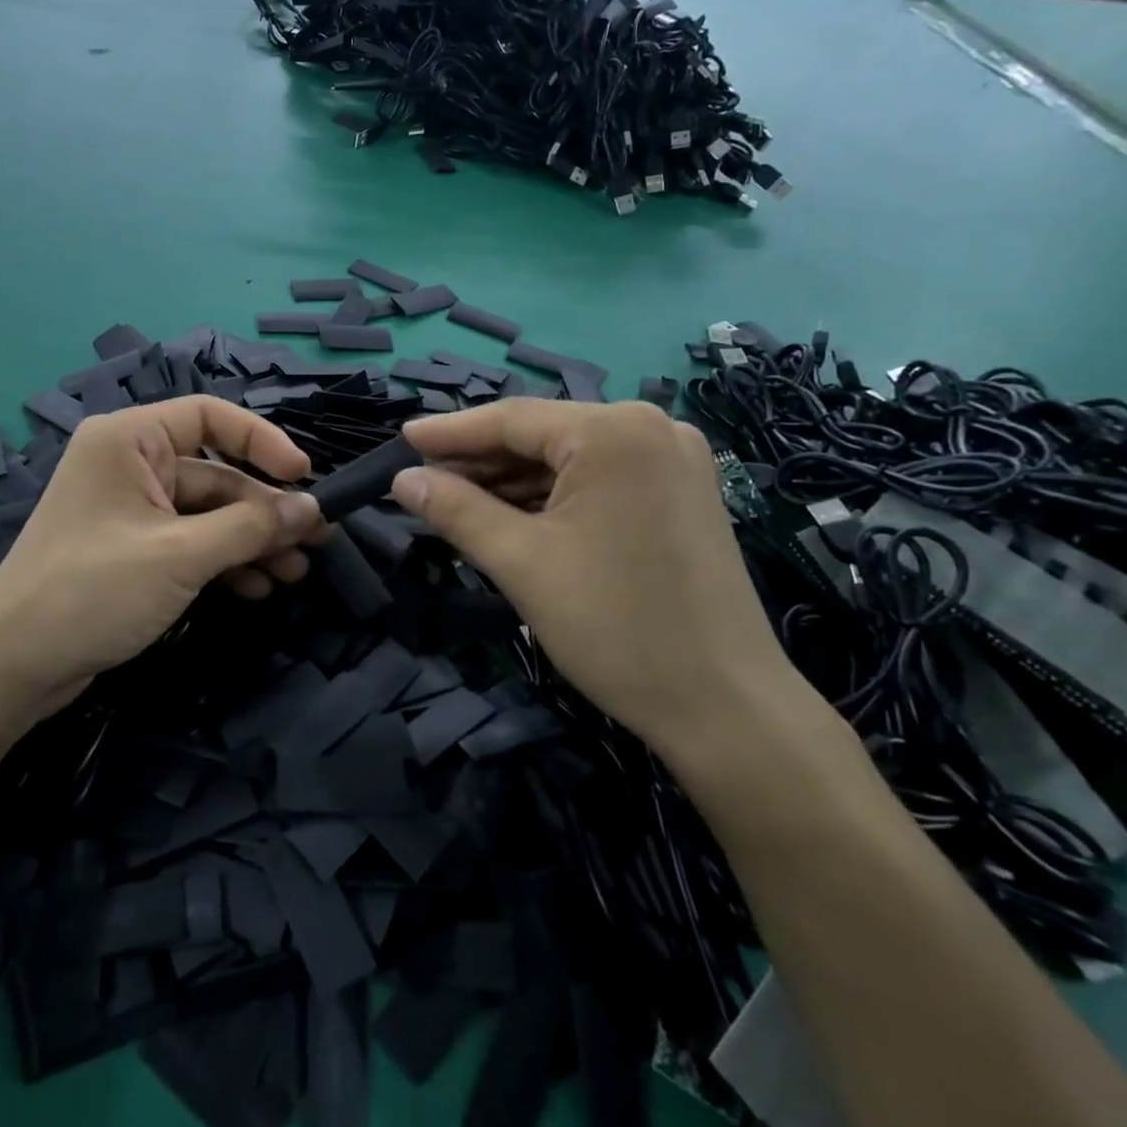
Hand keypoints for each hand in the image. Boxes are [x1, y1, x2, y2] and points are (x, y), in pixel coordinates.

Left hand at [0, 396, 324, 722]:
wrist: (12, 665)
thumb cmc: (93, 590)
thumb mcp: (181, 554)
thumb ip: (251, 527)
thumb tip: (312, 508)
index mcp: (129, 440)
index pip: (209, 416)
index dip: (262, 441)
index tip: (304, 475)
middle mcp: (130, 464)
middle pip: (215, 473)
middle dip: (264, 509)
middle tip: (316, 540)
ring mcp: (131, 510)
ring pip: (208, 513)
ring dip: (251, 541)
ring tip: (294, 572)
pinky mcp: (133, 550)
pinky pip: (190, 542)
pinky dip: (223, 562)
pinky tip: (256, 588)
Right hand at [391, 399, 800, 754]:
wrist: (725, 707)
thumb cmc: (615, 626)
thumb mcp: (520, 562)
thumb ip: (455, 510)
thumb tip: (402, 479)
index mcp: (614, 432)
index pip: (512, 420)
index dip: (450, 432)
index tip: (402, 438)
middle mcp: (650, 428)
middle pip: (542, 436)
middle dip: (480, 461)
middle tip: (422, 480)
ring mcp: (672, 460)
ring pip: (568, 459)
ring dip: (512, 481)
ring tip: (455, 501)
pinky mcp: (680, 493)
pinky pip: (598, 479)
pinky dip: (551, 496)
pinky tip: (510, 515)